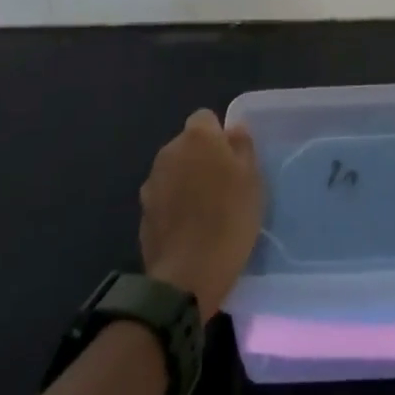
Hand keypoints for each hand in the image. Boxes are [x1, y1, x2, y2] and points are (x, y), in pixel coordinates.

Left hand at [139, 109, 263, 319]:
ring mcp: (151, 183)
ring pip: (174, 171)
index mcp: (196, 137)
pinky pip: (164, 198)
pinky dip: (174, 206)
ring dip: (186, 182)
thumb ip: (242, 147)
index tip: (233, 160)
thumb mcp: (252, 179)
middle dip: (202, 158)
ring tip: (206, 211)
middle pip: (187, 145)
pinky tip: (189, 230)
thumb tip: (234, 129)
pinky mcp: (143, 213)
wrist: (187, 276)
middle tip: (224, 186)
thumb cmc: (229, 219)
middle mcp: (168, 152)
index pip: (205, 118)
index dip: (219, 136)